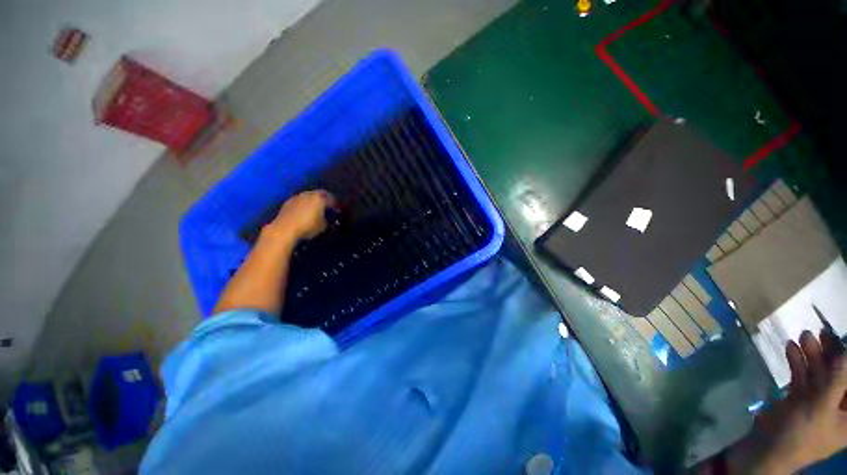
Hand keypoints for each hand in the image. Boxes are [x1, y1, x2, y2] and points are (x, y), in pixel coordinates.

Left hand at [267, 190, 335, 242]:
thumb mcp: (323, 227)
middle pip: (321, 195)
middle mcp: (310, 194)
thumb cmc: (308, 227)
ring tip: (316, 210)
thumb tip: (329, 220)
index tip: (338, 212)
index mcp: (321, 198)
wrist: (285, 229)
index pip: (333, 200)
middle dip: (325, 200)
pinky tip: (305, 212)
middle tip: (328, 208)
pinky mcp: (289, 201)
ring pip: (310, 196)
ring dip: (314, 202)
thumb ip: (328, 221)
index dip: (336, 206)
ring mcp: (298, 196)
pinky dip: (305, 204)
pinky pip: (301, 201)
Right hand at [732, 331, 846, 473]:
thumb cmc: (803, 433)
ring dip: (812, 355)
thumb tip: (846, 353)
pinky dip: (797, 362)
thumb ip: (837, 379)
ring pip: (819, 373)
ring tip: (804, 336)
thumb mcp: (822, 406)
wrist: (768, 448)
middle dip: (831, 354)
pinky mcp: (799, 398)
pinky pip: (802, 377)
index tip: (845, 344)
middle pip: (839, 375)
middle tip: (823, 333)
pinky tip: (791, 349)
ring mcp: (817, 401)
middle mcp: (837, 406)